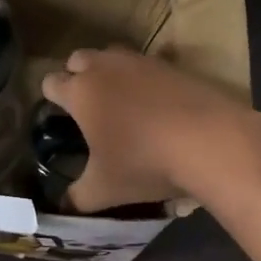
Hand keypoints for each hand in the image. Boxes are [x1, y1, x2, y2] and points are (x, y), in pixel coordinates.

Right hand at [40, 46, 260, 213]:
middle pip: (78, 58)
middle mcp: (105, 67)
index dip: (51, 98)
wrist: (209, 140)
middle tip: (88, 106)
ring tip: (121, 101)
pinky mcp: (171, 64)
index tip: (59, 116)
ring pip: (112, 54)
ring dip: (109, 71)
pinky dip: (144, 78)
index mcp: (80, 92)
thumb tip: (63, 205)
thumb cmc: (144, 162)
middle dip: (77, 75)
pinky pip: (147, 63)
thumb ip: (77, 197)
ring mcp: (140, 61)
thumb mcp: (104, 190)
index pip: (50, 82)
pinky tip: (156, 102)